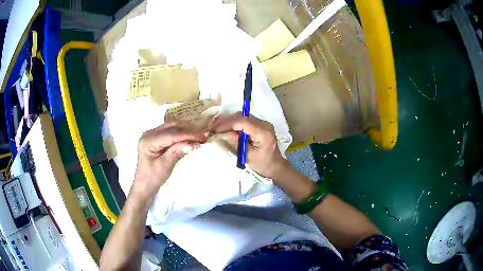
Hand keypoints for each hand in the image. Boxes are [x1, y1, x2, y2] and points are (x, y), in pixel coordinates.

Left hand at [130, 121, 206, 205]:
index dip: (188, 134)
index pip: (171, 134)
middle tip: (202, 136)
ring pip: (171, 126)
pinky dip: (180, 132)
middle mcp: (149, 133)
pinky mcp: (155, 137)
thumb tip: (192, 143)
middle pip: (171, 126)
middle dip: (188, 129)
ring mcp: (151, 134)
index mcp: (148, 141)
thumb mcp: (164, 167)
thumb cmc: (152, 179)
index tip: (202, 137)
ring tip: (198, 136)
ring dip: (185, 129)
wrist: (143, 186)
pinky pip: (170, 130)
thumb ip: (176, 153)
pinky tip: (188, 137)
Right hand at [212, 113, 287, 178]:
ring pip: (242, 116)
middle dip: (226, 120)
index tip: (215, 129)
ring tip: (217, 127)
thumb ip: (236, 143)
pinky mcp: (260, 124)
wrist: (275, 166)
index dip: (227, 123)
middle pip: (242, 116)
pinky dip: (234, 122)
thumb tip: (224, 133)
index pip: (243, 122)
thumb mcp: (247, 156)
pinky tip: (226, 128)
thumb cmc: (262, 164)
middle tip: (213, 127)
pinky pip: (245, 119)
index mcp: (263, 132)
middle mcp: (264, 124)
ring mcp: (263, 123)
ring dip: (229, 120)